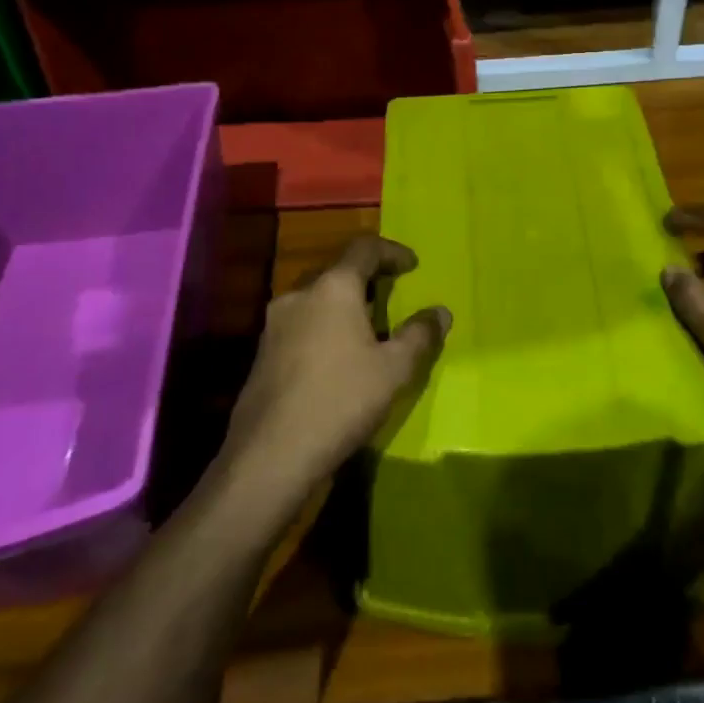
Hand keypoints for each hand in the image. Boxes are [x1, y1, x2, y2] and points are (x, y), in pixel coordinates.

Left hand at [222, 235, 449, 506]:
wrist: (270, 454)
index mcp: (333, 287)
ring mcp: (274, 324)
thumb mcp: (394, 370)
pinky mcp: (262, 353)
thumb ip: (420, 335)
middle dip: (366, 279)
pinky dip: (324, 327)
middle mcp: (299, 294)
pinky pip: (301, 324)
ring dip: (343, 305)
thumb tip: (441, 312)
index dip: (392, 251)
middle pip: (337, 271)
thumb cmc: (341, 400)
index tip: (413, 265)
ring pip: (316, 299)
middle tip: (391, 297)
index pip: (363, 248)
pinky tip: (337, 358)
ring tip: (367, 330)